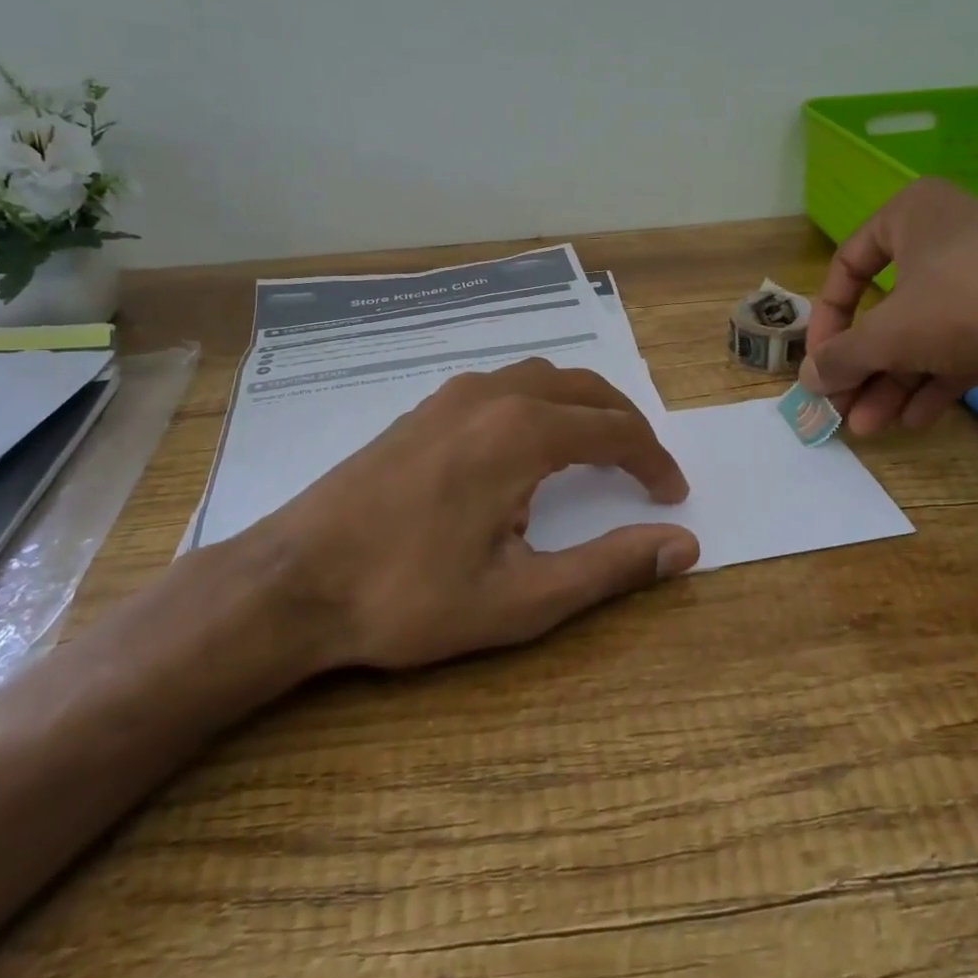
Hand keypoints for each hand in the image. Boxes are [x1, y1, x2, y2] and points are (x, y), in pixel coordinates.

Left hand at [225, 359, 698, 677]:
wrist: (294, 580)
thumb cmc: (409, 597)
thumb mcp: (521, 599)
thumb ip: (609, 567)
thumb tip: (684, 544)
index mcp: (522, 433)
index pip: (616, 431)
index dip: (653, 461)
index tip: (672, 495)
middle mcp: (492, 396)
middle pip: (584, 389)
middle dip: (625, 424)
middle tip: (645, 468)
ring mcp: (452, 395)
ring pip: (541, 378)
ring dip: (582, 407)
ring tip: (597, 450)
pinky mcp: (424, 408)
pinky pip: (502, 386)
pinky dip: (539, 404)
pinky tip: (527, 446)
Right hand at [799, 177, 977, 435]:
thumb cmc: (970, 301)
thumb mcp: (889, 333)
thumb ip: (841, 357)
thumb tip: (808, 379)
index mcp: (911, 215)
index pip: (847, 266)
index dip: (827, 321)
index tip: (821, 364)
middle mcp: (947, 235)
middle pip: (887, 308)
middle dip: (864, 366)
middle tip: (845, 409)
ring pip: (926, 331)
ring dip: (895, 382)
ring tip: (873, 427)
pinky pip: (964, 343)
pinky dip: (937, 379)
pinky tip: (917, 418)